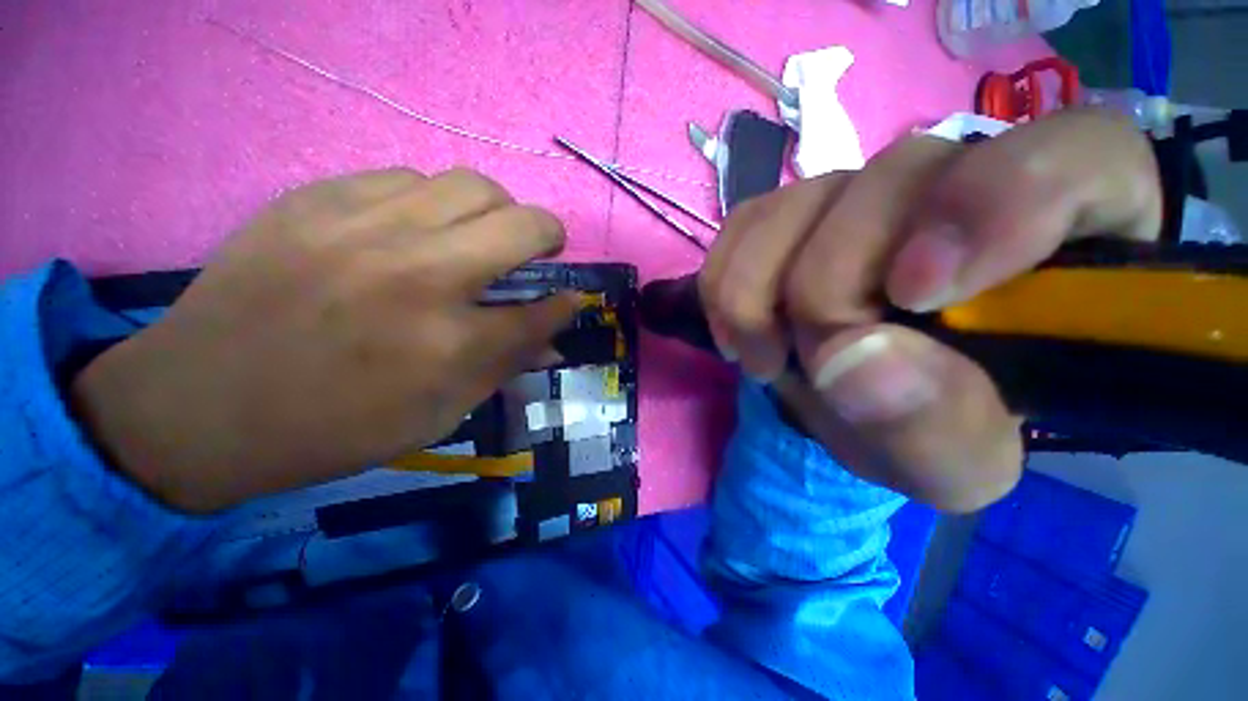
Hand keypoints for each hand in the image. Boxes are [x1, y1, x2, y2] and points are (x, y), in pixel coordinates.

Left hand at [72, 168, 576, 512]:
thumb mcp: (436, 415)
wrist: (199, 405)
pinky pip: (407, 179)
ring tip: (481, 234)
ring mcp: (365, 227)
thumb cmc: (332, 428)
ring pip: (472, 185)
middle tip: (540, 250)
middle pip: (522, 225)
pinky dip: (433, 203)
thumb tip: (551, 340)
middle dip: (549, 235)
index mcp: (450, 343)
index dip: (566, 303)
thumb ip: (502, 368)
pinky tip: (416, 229)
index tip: (573, 298)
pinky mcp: (318, 201)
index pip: (540, 311)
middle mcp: (421, 276)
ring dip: (496, 211)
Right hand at [700, 110, 1161, 511]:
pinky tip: (739, 330)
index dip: (992, 205)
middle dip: (829, 292)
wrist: (868, 402)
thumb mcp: (957, 463)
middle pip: (892, 180)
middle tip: (814, 368)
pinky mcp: (794, 213)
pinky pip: (744, 223)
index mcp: (1070, 232)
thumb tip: (851, 362)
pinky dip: (725, 282)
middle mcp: (959, 181)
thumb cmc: (941, 428)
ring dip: (759, 293)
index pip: (1073, 155)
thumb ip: (936, 427)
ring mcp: (861, 191)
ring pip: (799, 199)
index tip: (914, 296)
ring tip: (763, 359)